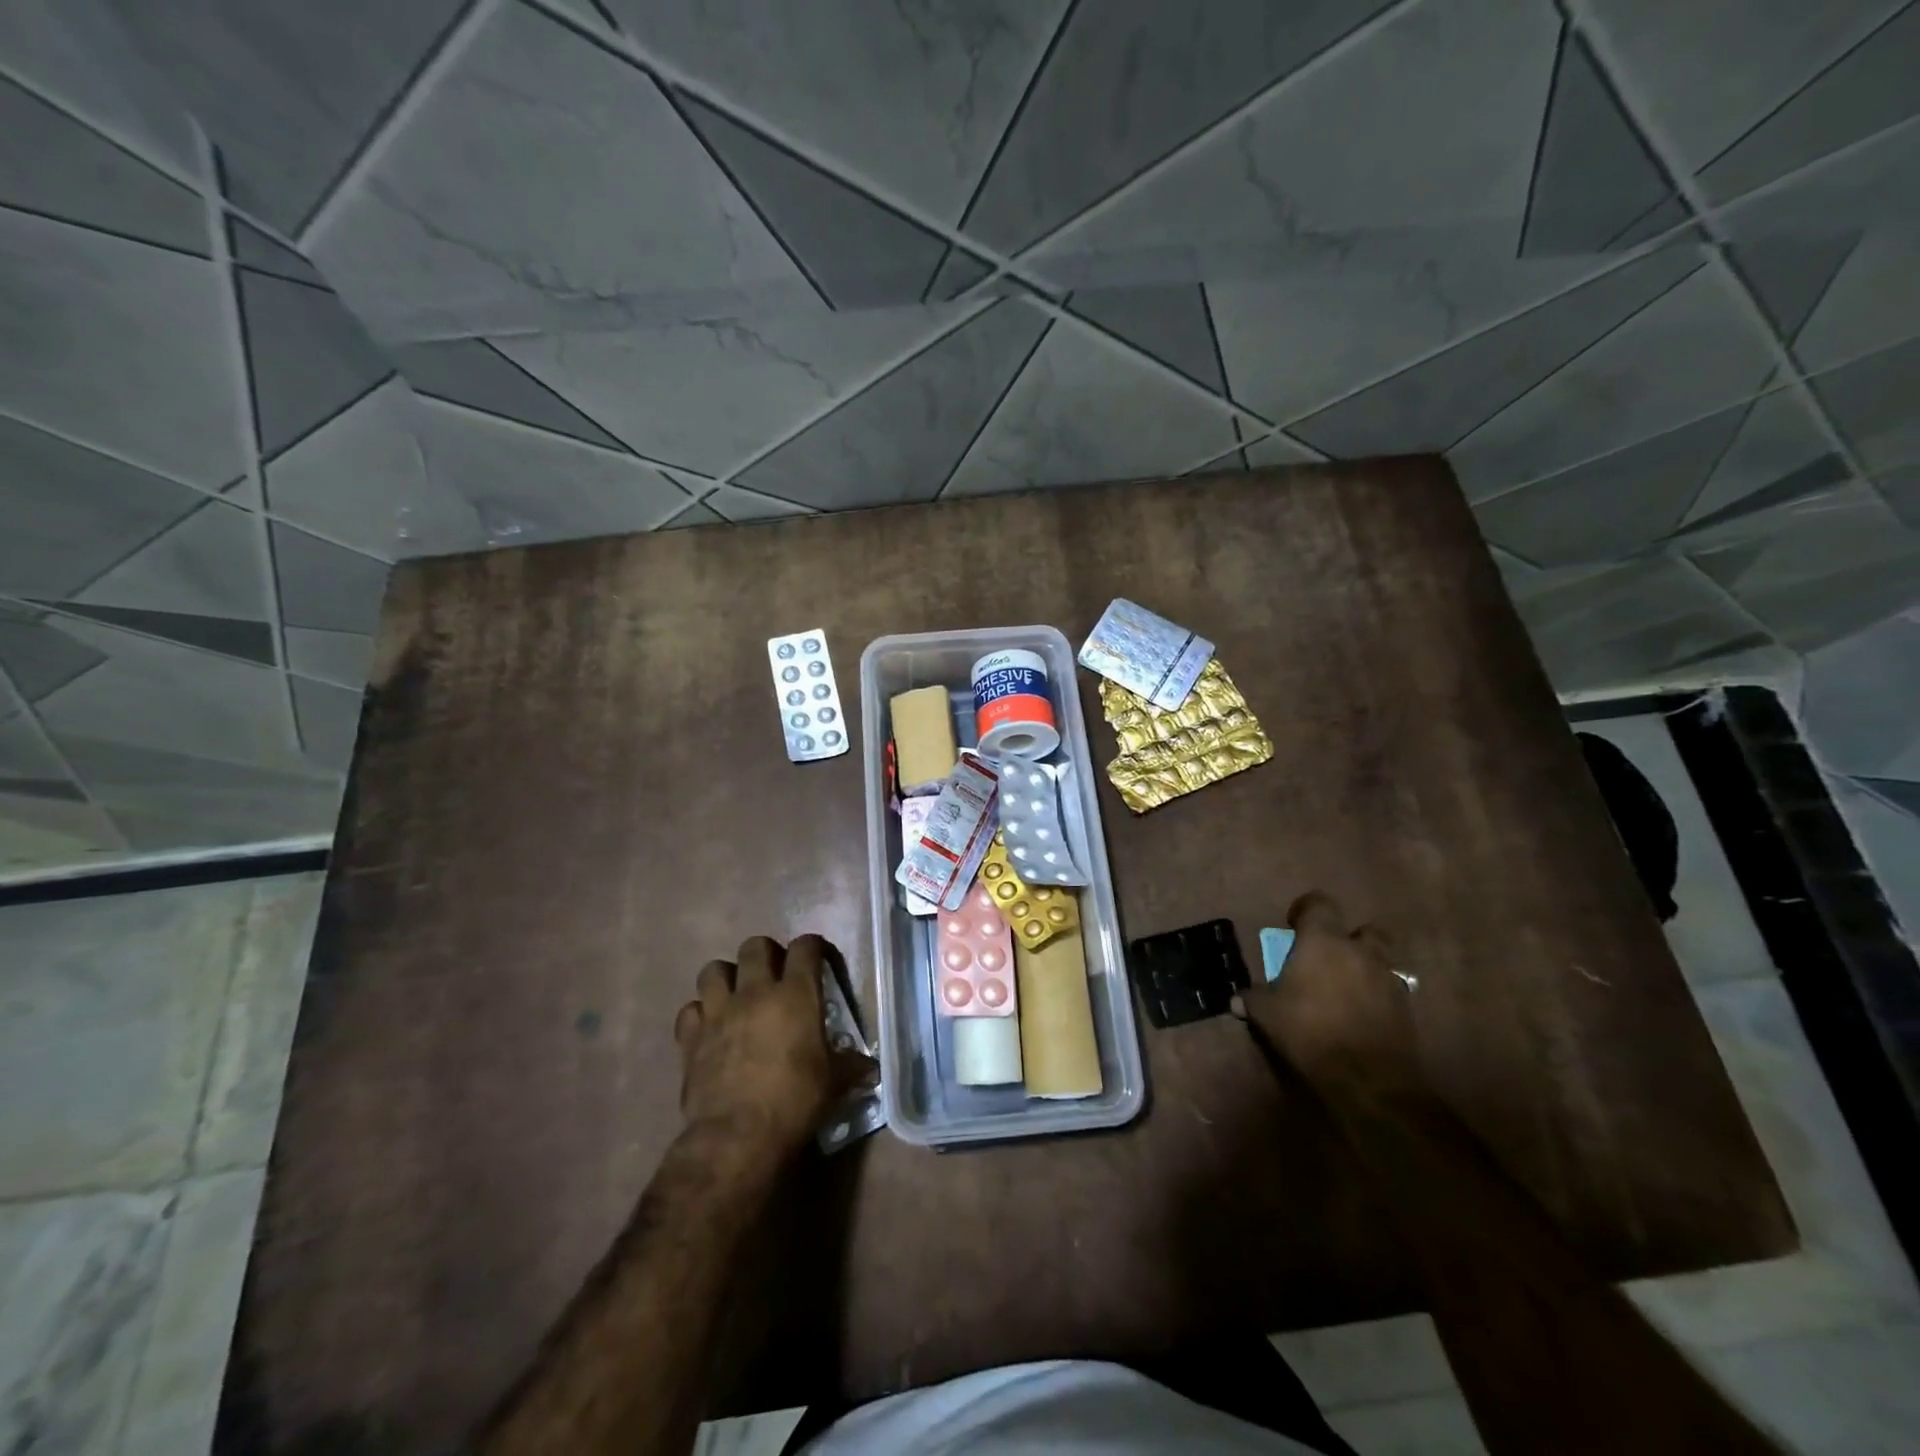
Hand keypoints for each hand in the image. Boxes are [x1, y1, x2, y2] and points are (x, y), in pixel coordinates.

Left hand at [673, 935, 875, 1156]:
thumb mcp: (833, 1083)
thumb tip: (871, 1069)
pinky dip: (700, 1014)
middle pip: (755, 945)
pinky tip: (710, 1028)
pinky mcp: (690, 1037)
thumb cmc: (794, 1102)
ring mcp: (718, 1012)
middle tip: (775, 976)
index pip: (805, 947)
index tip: (818, 960)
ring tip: (737, 995)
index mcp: (795, 994)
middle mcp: (755, 992)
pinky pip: (690, 1010)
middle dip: (766, 954)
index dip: (813, 947)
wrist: (736, 1137)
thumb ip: (851, 1067)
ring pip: (714, 969)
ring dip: (726, 977)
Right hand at [1236, 892, 1421, 1105]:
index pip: (1319, 904)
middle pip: (1363, 929)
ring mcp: (1388, 979)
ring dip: (1366, 967)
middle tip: (1329, 957)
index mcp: (1324, 942)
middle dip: (1349, 939)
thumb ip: (1253, 999)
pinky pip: (1391, 990)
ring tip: (1347, 987)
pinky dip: (1378, 996)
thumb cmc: (1309, 1031)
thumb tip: (1237, 998)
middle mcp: (1360, 952)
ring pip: (1382, 960)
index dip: (1306, 910)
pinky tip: (1362, 1014)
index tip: (1294, 926)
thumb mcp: (1267, 1014)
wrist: (1368, 1078)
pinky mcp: (1406, 1008)